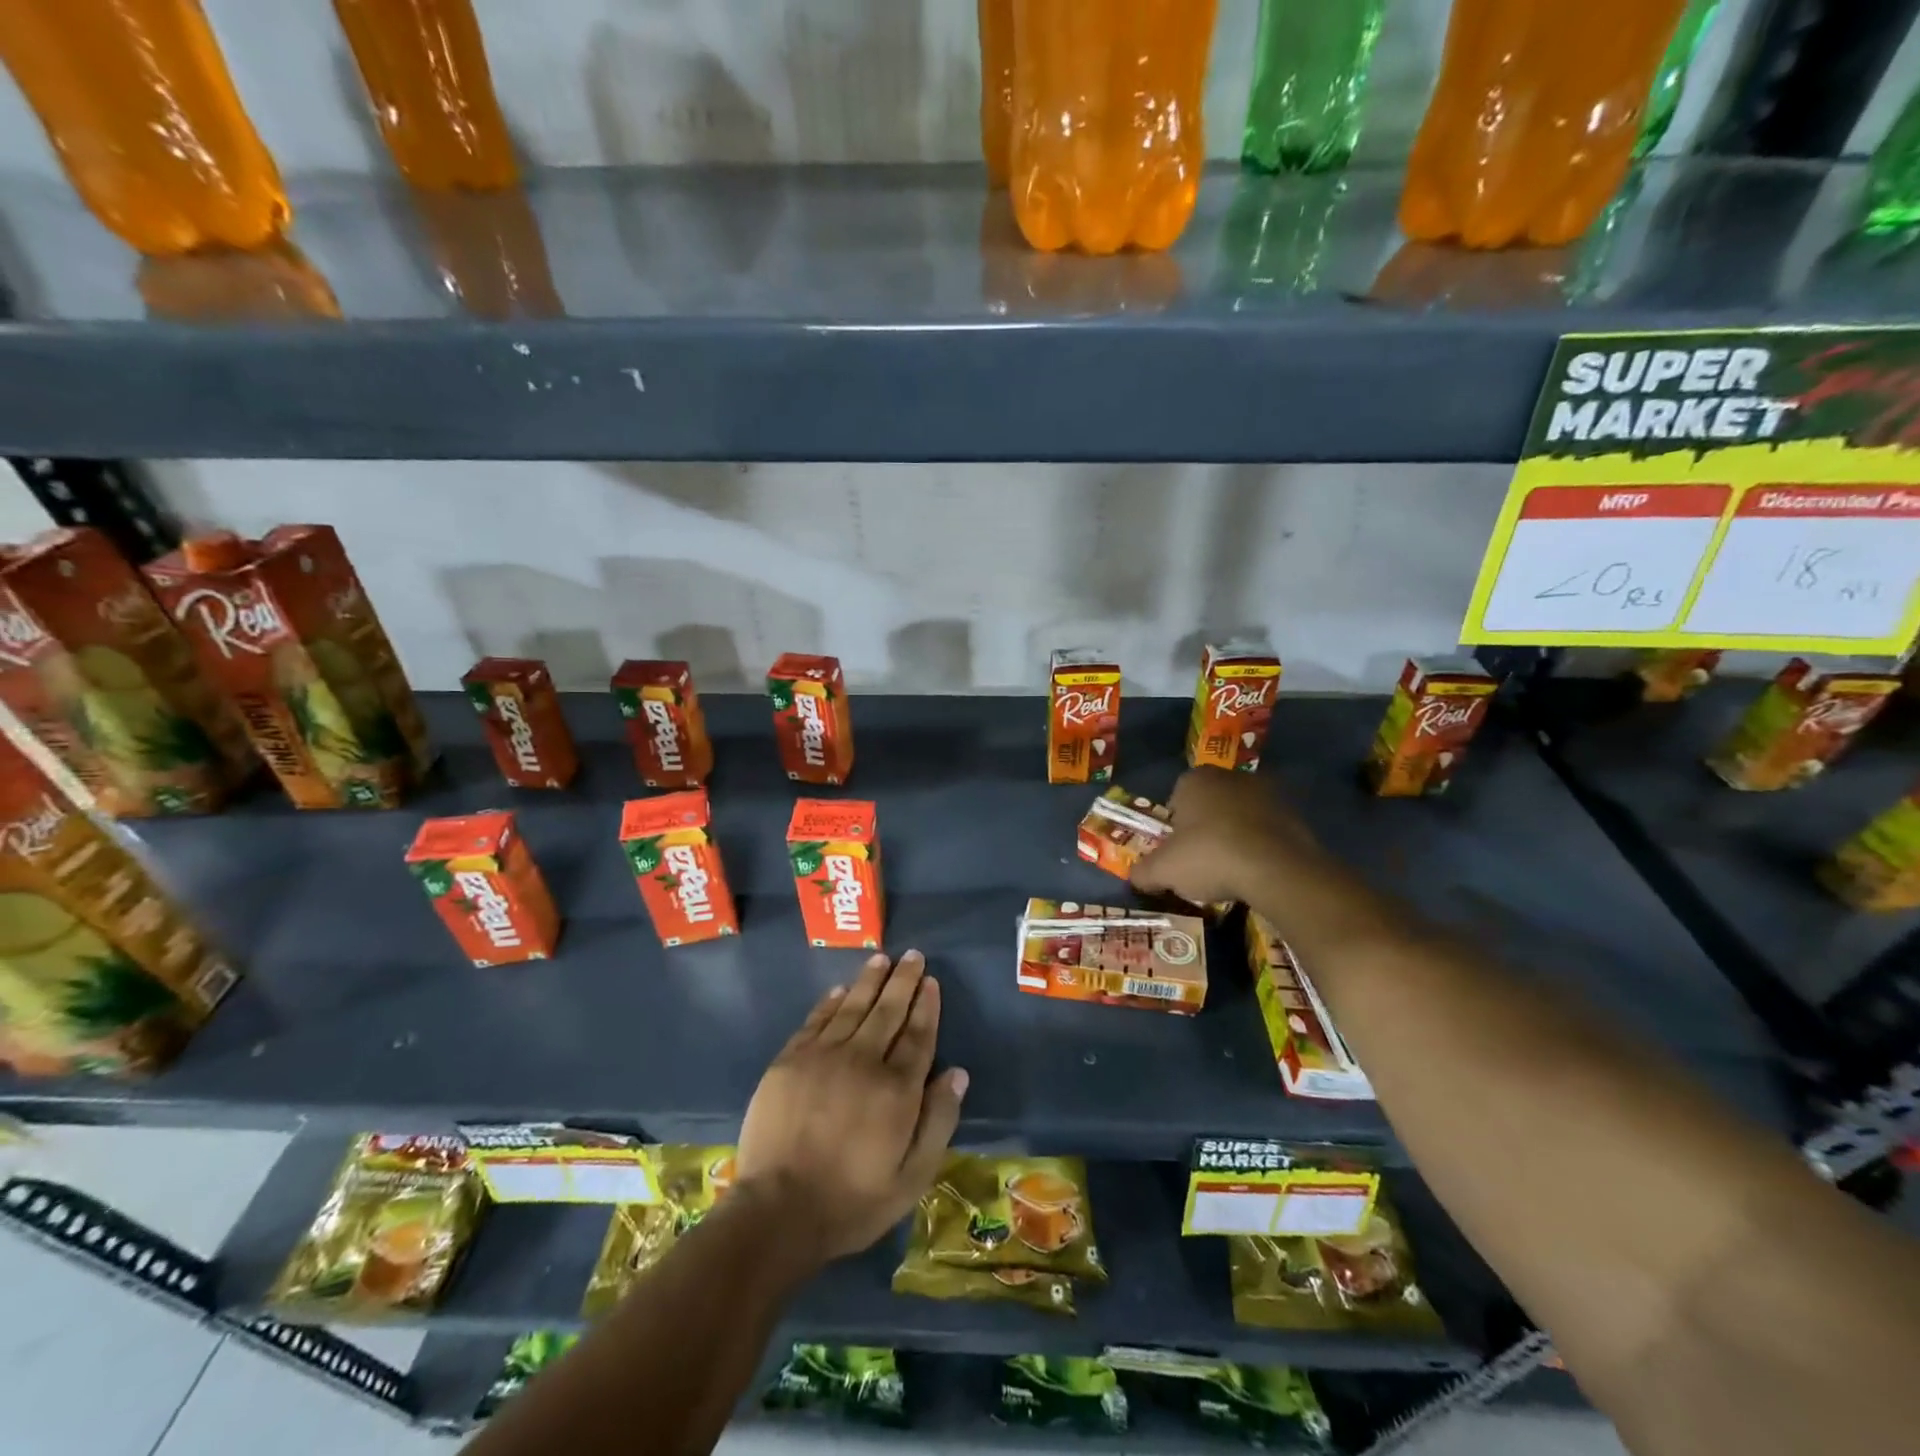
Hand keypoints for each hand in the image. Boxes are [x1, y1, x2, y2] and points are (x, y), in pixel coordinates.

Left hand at [735, 950, 967, 1266]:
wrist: (777, 1212)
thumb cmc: (852, 1201)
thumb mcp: (911, 1178)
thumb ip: (938, 1122)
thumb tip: (957, 1074)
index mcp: (896, 1089)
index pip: (918, 1035)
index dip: (927, 1006)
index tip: (931, 982)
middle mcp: (863, 1060)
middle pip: (888, 1010)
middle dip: (903, 980)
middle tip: (913, 956)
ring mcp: (823, 1056)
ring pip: (853, 1006)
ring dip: (870, 980)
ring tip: (882, 958)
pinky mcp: (790, 1060)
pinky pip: (817, 1020)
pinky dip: (831, 1001)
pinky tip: (841, 990)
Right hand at [1130, 767, 1320, 905]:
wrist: (1277, 869)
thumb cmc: (1210, 856)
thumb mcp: (1164, 870)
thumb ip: (1144, 872)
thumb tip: (1134, 877)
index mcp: (1195, 780)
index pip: (1176, 797)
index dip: (1174, 825)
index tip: (1176, 851)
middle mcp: (1231, 777)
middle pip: (1210, 804)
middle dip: (1205, 827)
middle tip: (1201, 861)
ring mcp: (1267, 792)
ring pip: (1240, 815)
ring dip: (1235, 835)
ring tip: (1232, 870)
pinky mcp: (1295, 813)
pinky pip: (1267, 829)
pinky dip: (1261, 845)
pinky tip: (1257, 871)